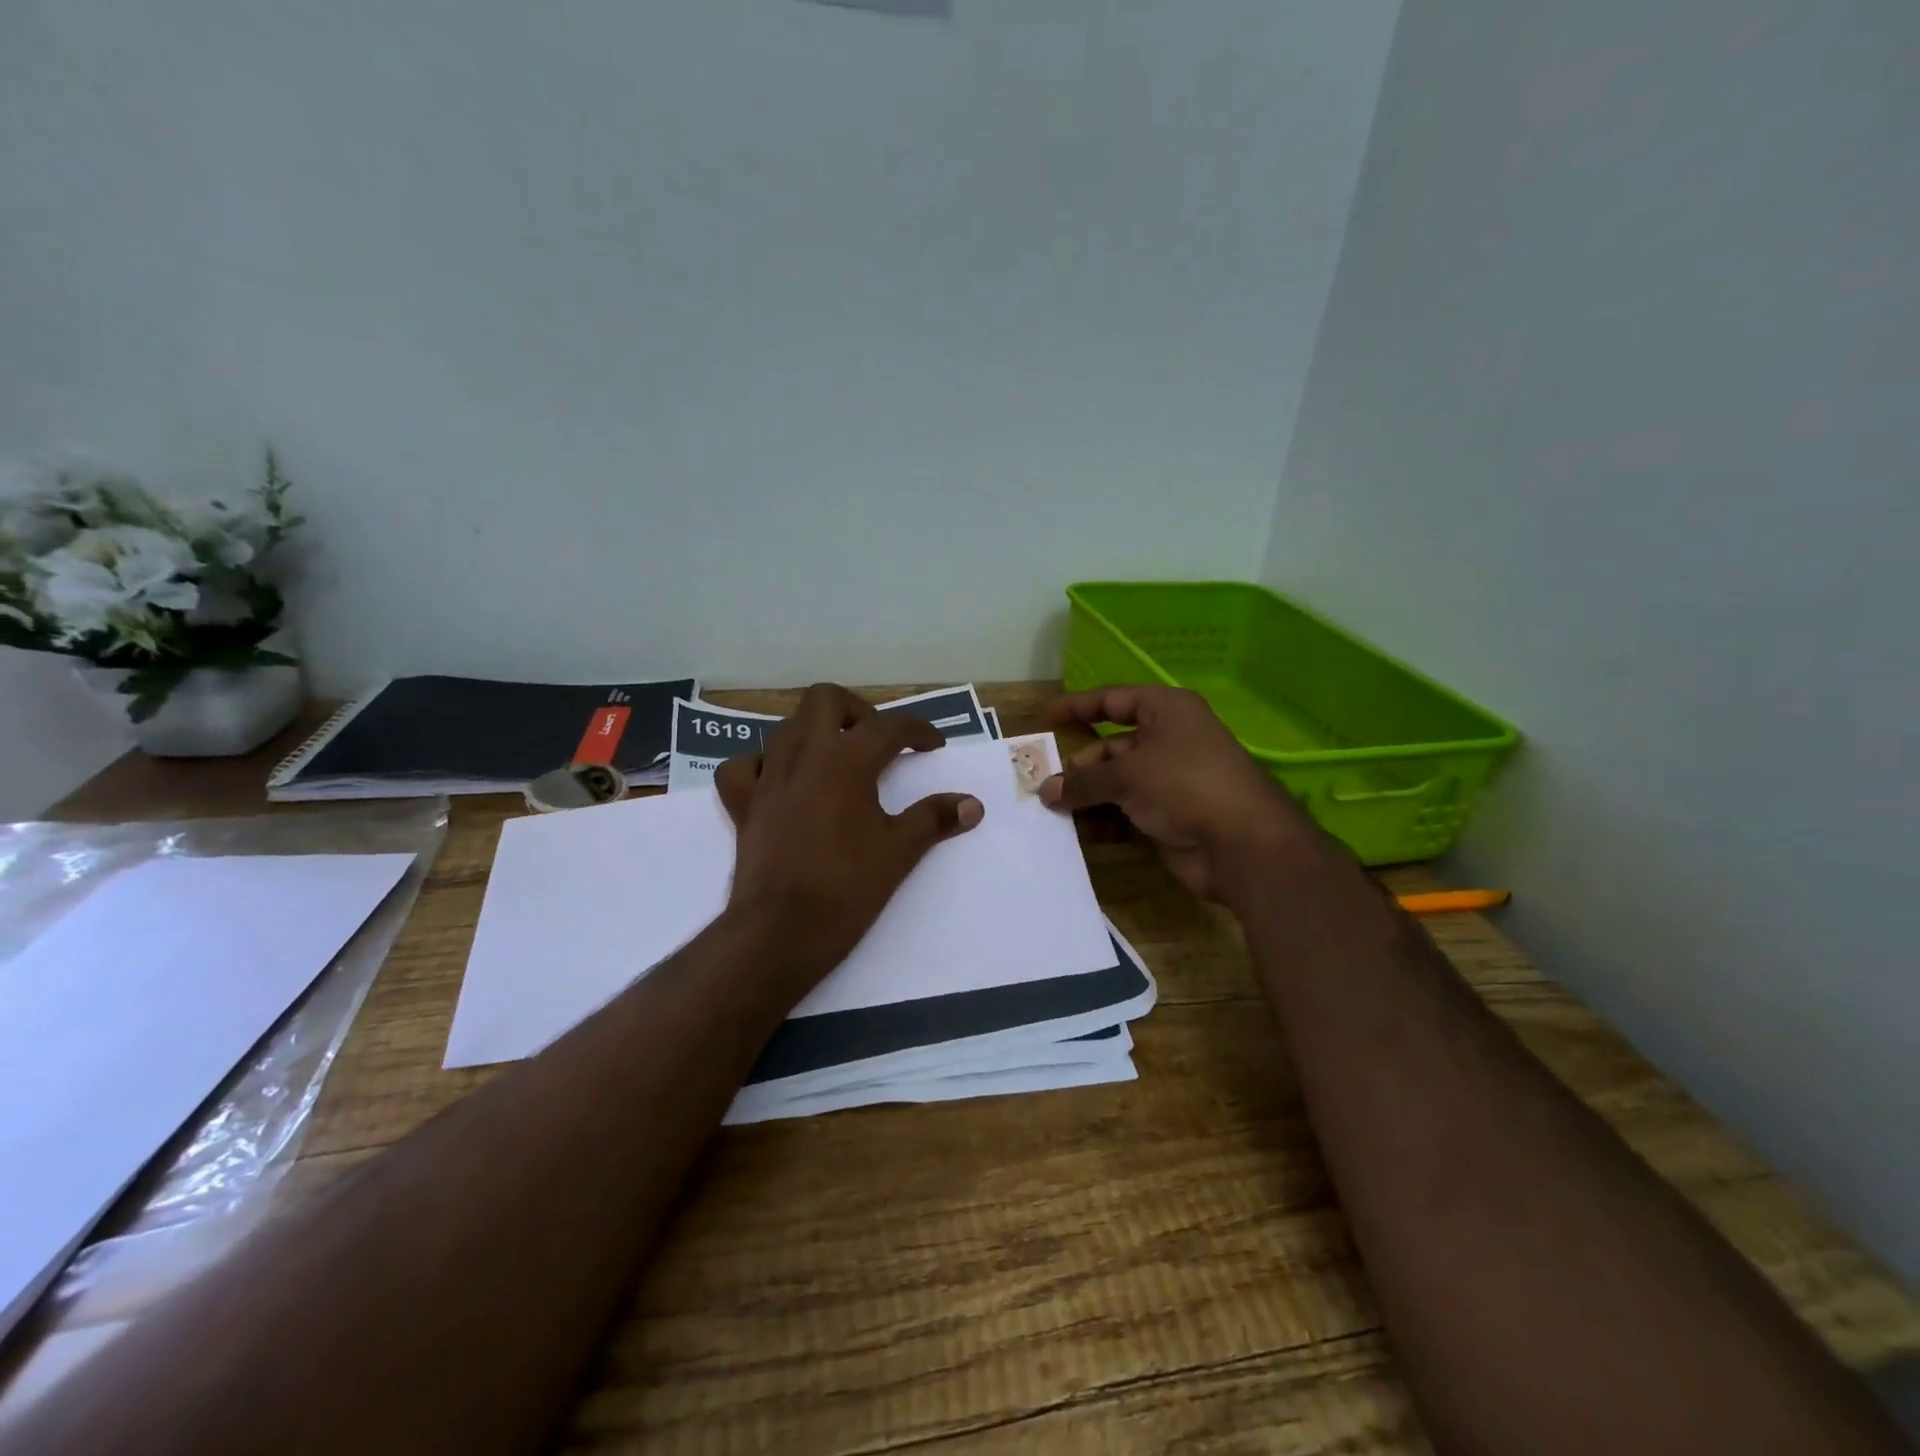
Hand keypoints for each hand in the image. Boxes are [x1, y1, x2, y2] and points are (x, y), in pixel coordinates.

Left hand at [715, 684, 983, 989]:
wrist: (781, 932)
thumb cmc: (847, 887)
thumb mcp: (900, 851)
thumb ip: (935, 819)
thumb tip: (972, 804)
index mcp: (847, 759)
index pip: (890, 726)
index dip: (918, 731)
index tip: (933, 746)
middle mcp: (804, 754)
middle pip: (825, 699)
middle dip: (855, 711)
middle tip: (876, 741)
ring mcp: (768, 777)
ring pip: (786, 727)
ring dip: (814, 733)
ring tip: (836, 760)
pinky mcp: (743, 804)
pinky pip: (744, 766)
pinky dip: (761, 765)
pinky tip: (779, 782)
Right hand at [1039, 685, 1338, 903]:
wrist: (1241, 845)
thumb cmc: (1184, 785)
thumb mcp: (1127, 774)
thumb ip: (1083, 781)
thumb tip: (1046, 791)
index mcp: (1167, 711)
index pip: (1114, 700)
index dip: (1079, 706)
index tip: (1046, 717)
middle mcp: (1169, 741)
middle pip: (1112, 746)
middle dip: (1080, 765)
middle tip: (1045, 782)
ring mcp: (1170, 781)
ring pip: (1117, 783)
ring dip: (1087, 796)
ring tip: (1053, 811)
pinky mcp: (1169, 817)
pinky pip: (1126, 812)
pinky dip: (1104, 820)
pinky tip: (1079, 832)